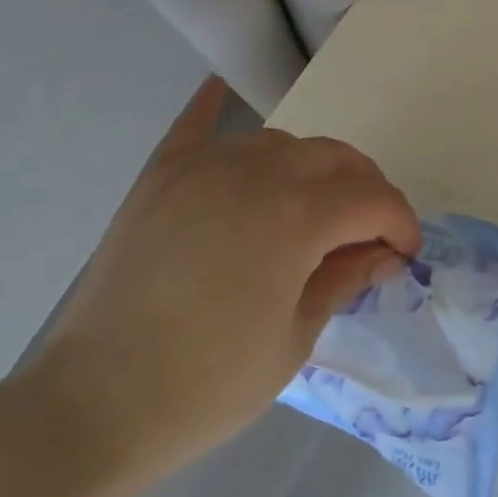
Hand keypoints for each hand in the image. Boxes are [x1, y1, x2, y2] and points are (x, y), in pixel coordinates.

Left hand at [14, 77, 420, 492]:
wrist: (92, 406)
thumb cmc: (207, 385)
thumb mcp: (295, 338)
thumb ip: (345, 279)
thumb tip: (385, 253)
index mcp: (297, 218)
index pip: (373, 199)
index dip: (401, 223)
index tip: (405, 254)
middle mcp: (256, 174)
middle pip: (334, 158)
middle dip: (365, 189)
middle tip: (368, 232)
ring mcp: (203, 167)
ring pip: (281, 142)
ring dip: (310, 167)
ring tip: (309, 205)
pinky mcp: (160, 176)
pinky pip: (197, 125)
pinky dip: (217, 107)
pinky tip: (224, 91)